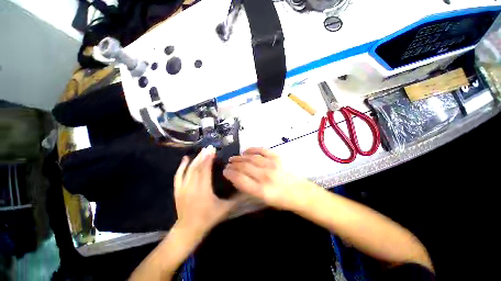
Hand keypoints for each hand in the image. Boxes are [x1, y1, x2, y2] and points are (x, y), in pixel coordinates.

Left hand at [174, 146, 238, 237]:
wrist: (188, 229)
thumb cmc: (208, 218)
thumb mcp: (224, 209)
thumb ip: (236, 200)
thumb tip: (247, 191)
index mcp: (203, 190)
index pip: (205, 171)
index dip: (209, 159)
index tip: (213, 150)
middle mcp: (192, 187)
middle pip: (197, 168)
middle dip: (204, 156)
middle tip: (209, 147)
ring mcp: (183, 188)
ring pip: (189, 170)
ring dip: (196, 159)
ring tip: (202, 150)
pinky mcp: (178, 190)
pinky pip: (178, 175)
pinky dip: (181, 166)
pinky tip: (186, 158)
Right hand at [223, 147, 311, 209]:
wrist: (300, 193)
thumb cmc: (281, 200)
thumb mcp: (263, 200)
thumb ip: (249, 189)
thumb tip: (237, 178)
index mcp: (261, 191)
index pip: (240, 179)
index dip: (230, 174)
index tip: (225, 171)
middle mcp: (265, 177)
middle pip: (244, 167)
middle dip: (233, 165)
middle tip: (228, 164)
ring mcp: (272, 165)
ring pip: (251, 158)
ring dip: (240, 157)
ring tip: (234, 158)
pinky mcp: (277, 158)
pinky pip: (262, 150)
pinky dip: (253, 149)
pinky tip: (246, 151)